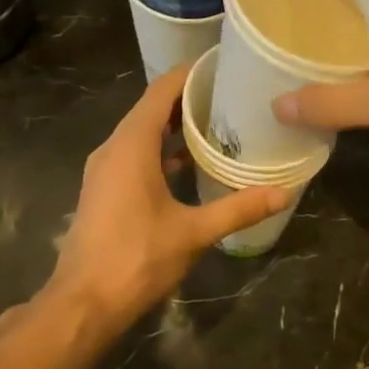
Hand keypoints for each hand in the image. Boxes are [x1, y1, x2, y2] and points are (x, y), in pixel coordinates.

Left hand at [47, 65, 289, 325]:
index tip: (221, 65)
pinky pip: (133, 154)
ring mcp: (103, 169)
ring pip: (140, 133)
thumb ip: (238, 208)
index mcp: (131, 145)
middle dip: (186, 99)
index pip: (160, 91)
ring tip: (215, 123)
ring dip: (173, 126)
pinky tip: (187, 164)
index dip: (188, 74)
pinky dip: (159, 150)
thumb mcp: (193, 232)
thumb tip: (284, 192)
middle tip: (228, 95)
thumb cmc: (137, 258)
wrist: (83, 303)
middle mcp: (113, 148)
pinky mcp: (102, 189)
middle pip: (150, 108)